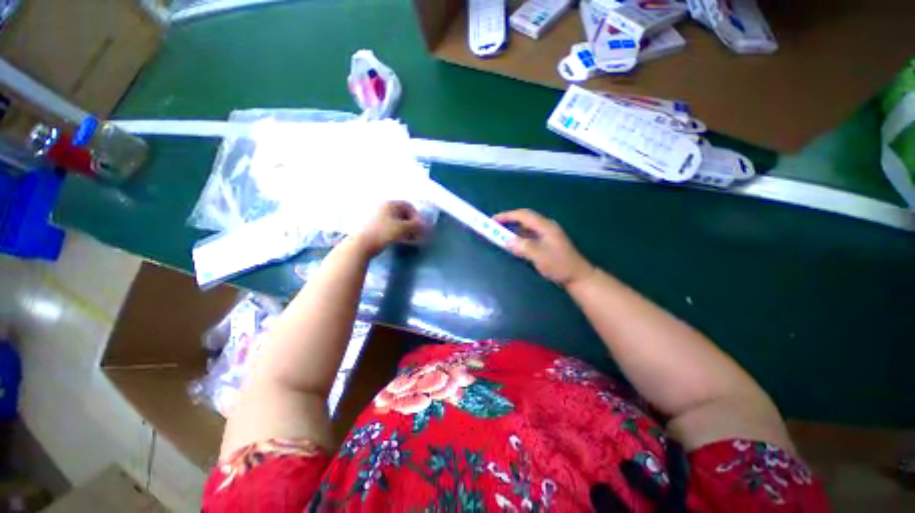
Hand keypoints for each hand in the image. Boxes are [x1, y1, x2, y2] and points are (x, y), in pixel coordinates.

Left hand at [352, 201, 425, 256]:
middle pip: (404, 215)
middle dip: (413, 225)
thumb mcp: (402, 228)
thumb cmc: (383, 233)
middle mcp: (384, 208)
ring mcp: (379, 218)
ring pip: (398, 223)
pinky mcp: (376, 228)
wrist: (362, 244)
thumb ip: (416, 226)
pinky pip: (392, 228)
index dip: (417, 216)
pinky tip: (403, 241)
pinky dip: (400, 234)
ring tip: (412, 240)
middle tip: (418, 235)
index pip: (409, 206)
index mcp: (390, 204)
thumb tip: (426, 226)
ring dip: (408, 231)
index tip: (421, 227)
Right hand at [494, 209, 594, 286]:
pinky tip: (514, 243)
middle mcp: (546, 227)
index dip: (507, 216)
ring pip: (526, 227)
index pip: (523, 215)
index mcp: (545, 226)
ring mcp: (547, 234)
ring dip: (513, 228)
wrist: (577, 276)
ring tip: (501, 233)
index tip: (493, 220)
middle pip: (525, 218)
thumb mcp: (539, 256)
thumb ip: (522, 247)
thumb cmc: (559, 265)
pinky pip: (529, 235)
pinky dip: (519, 236)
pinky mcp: (546, 242)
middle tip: (495, 226)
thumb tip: (507, 241)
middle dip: (509, 220)